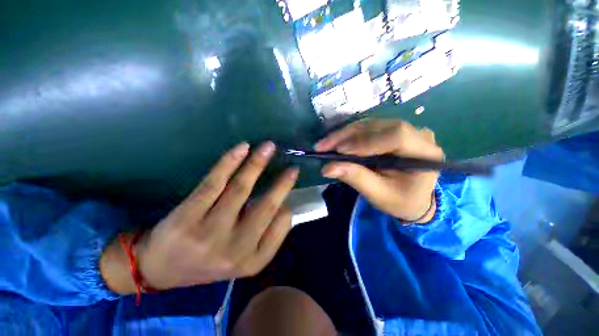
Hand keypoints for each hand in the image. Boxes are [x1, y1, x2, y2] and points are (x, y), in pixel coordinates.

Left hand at [101, 142, 298, 293]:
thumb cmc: (208, 261)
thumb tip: (283, 206)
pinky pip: (215, 183)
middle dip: (282, 183)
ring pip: (240, 189)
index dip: (287, 206)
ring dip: (257, 164)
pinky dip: (230, 162)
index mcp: (252, 261)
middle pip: (265, 207)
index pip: (281, 227)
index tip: (288, 192)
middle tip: (293, 168)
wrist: (161, 268)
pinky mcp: (187, 217)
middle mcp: (234, 249)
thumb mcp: (243, 258)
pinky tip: (243, 148)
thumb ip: (266, 236)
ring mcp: (209, 233)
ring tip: (269, 147)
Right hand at [315, 119, 443, 222]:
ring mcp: (404, 130)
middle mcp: (418, 134)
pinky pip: (367, 128)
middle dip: (348, 136)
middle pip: (379, 126)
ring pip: (370, 124)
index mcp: (425, 153)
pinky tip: (335, 142)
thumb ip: (356, 178)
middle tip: (323, 146)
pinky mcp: (391, 131)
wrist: (413, 198)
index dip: (365, 141)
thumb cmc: (401, 200)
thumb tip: (327, 168)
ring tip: (325, 144)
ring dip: (344, 134)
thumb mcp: (379, 195)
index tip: (339, 151)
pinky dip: (348, 135)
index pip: (396, 136)